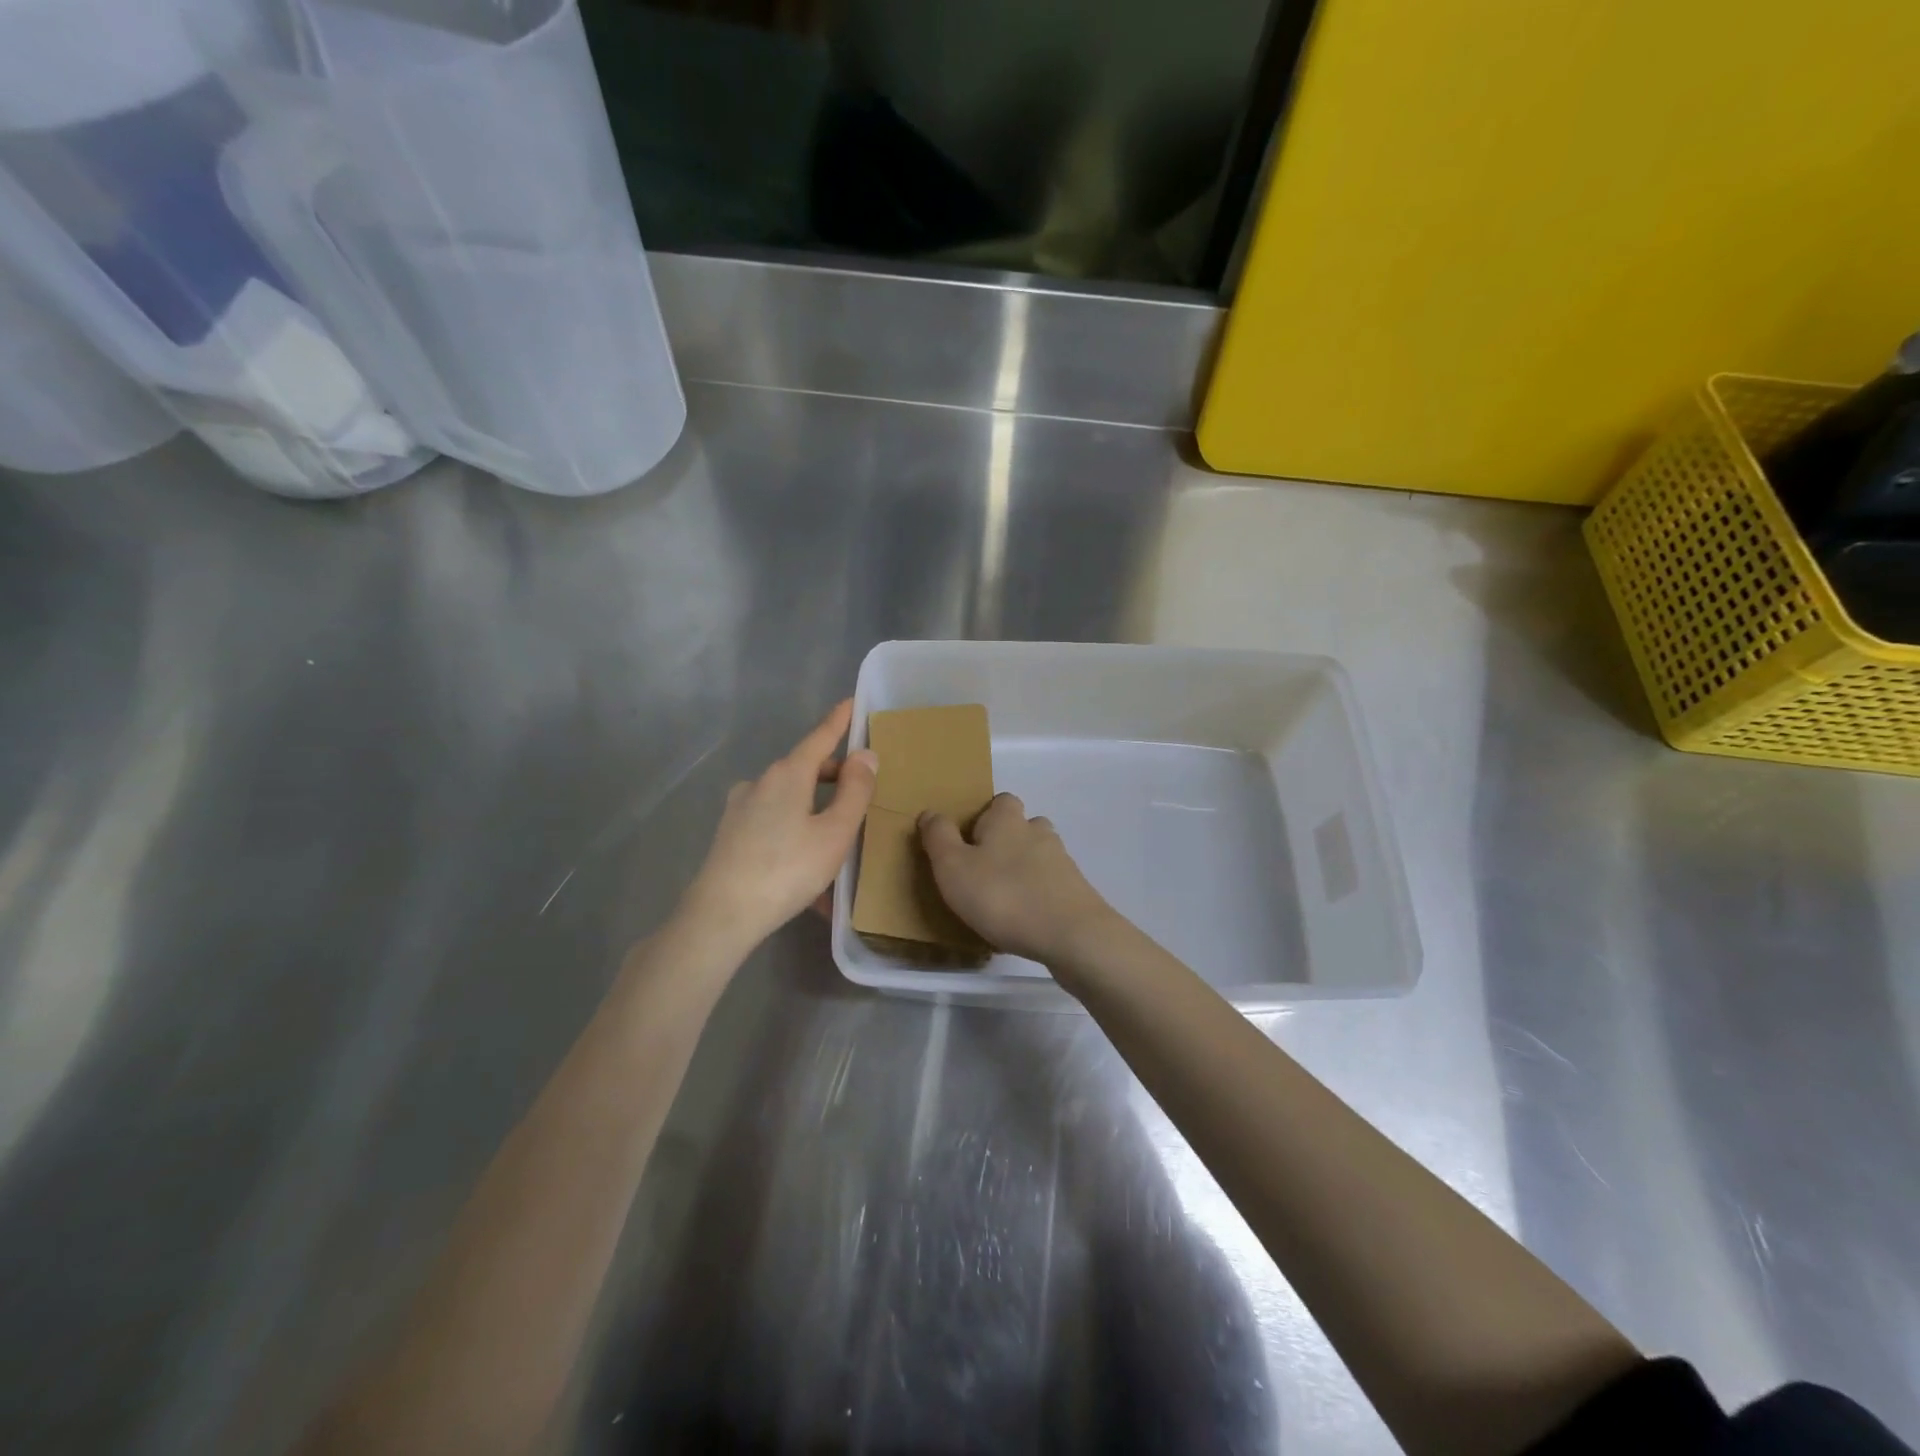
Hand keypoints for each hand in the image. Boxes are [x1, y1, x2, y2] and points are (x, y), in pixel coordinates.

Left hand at [682, 700, 877, 948]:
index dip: (839, 721)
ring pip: (790, 798)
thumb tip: (865, 755)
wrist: (722, 915)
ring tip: (839, 842)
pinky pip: (774, 822)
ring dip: (816, 810)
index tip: (851, 702)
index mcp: (787, 774)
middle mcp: (761, 782)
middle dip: (834, 776)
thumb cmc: (787, 869)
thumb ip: (855, 791)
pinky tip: (809, 866)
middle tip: (862, 793)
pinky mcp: (731, 834)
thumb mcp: (834, 833)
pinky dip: (797, 831)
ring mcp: (741, 808)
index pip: (820, 737)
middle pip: (805, 769)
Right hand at [918, 793, 1118, 964]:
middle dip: (1004, 844)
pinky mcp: (1076, 891)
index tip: (967, 842)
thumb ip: (939, 837)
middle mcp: (1038, 832)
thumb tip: (930, 812)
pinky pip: (1050, 885)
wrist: (1071, 935)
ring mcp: (1062, 861)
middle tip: (981, 872)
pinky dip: (1037, 896)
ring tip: (1001, 899)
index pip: (999, 801)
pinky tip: (1024, 920)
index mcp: (1007, 819)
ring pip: (1037, 856)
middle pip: (1021, 827)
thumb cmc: (1003, 896)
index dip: (983, 817)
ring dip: (1021, 871)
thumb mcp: (953, 867)